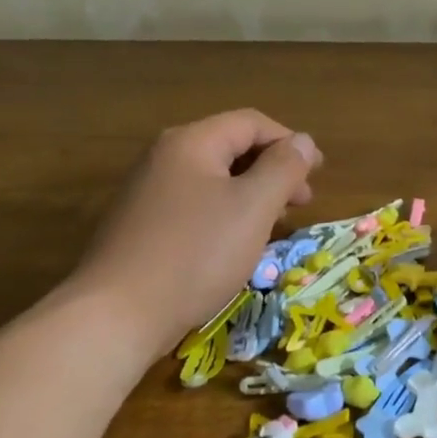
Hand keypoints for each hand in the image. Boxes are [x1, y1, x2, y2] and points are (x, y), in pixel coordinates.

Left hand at [65, 109, 321, 361]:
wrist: (117, 315)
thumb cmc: (196, 253)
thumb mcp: (253, 207)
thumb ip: (283, 168)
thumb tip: (302, 140)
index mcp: (191, 142)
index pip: (251, 123)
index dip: (290, 142)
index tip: (319, 172)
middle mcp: (165, 157)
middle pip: (232, 147)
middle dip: (274, 169)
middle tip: (303, 202)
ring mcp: (149, 192)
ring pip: (215, 179)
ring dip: (254, 194)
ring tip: (277, 224)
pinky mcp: (143, 225)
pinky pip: (197, 205)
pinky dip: (228, 214)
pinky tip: (238, 243)